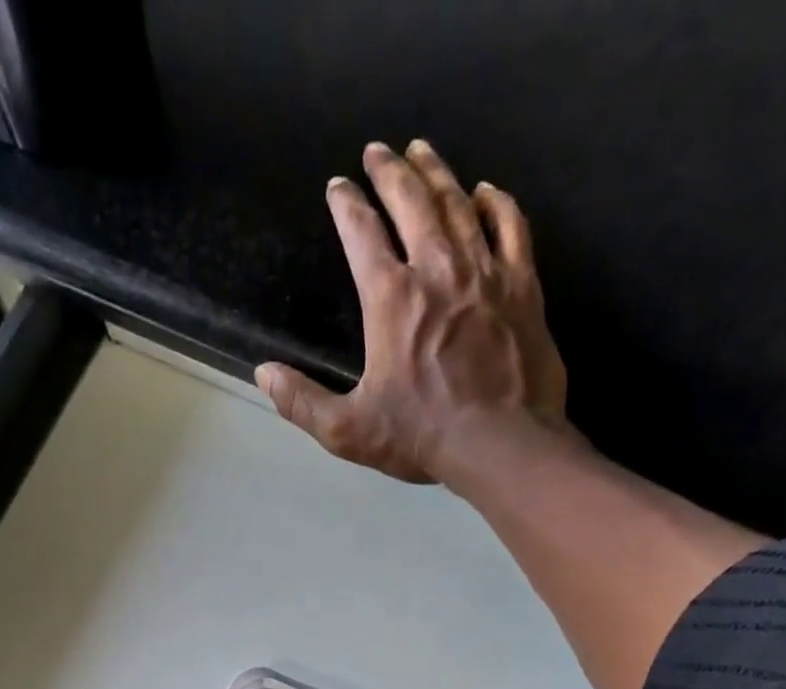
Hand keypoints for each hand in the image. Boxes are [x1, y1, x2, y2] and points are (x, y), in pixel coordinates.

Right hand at [256, 140, 571, 485]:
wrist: (502, 443)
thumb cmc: (421, 436)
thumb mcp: (347, 430)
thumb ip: (302, 402)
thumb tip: (264, 374)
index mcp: (391, 300)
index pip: (362, 235)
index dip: (346, 206)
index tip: (338, 186)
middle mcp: (437, 270)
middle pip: (412, 202)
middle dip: (390, 171)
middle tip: (377, 149)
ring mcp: (484, 273)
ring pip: (458, 205)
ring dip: (437, 173)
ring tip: (422, 150)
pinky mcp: (522, 287)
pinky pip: (511, 228)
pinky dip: (497, 204)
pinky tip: (485, 191)